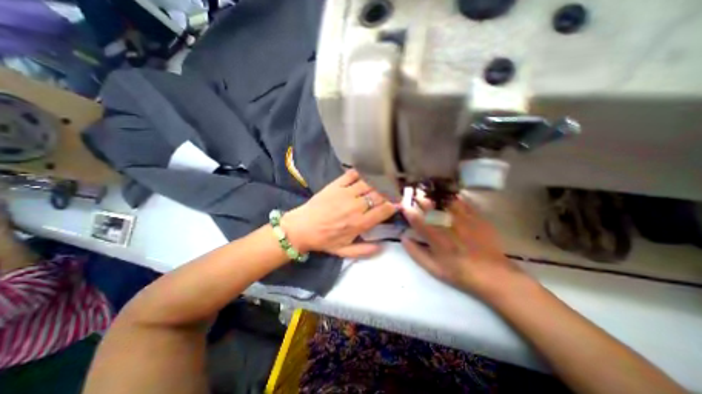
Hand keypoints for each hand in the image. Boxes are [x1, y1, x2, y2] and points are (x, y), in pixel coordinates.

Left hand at [281, 169, 396, 257]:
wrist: (302, 228)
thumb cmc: (324, 240)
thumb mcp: (344, 251)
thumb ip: (364, 251)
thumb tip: (382, 246)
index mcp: (359, 223)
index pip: (384, 210)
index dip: (394, 205)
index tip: (397, 203)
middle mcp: (356, 206)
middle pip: (379, 194)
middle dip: (389, 192)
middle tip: (393, 191)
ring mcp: (345, 193)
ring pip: (369, 183)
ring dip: (378, 182)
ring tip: (383, 181)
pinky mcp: (336, 185)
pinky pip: (352, 175)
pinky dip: (361, 173)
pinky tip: (366, 174)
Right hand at [401, 195, 525, 299]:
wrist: (492, 274)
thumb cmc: (459, 273)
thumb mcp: (433, 268)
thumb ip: (416, 252)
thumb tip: (403, 237)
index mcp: (434, 237)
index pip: (416, 218)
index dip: (407, 209)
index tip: (402, 204)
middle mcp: (447, 224)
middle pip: (430, 205)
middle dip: (419, 197)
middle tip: (414, 194)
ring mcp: (462, 218)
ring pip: (444, 199)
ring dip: (434, 194)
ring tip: (429, 191)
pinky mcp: (476, 216)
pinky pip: (462, 201)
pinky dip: (452, 196)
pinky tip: (448, 195)